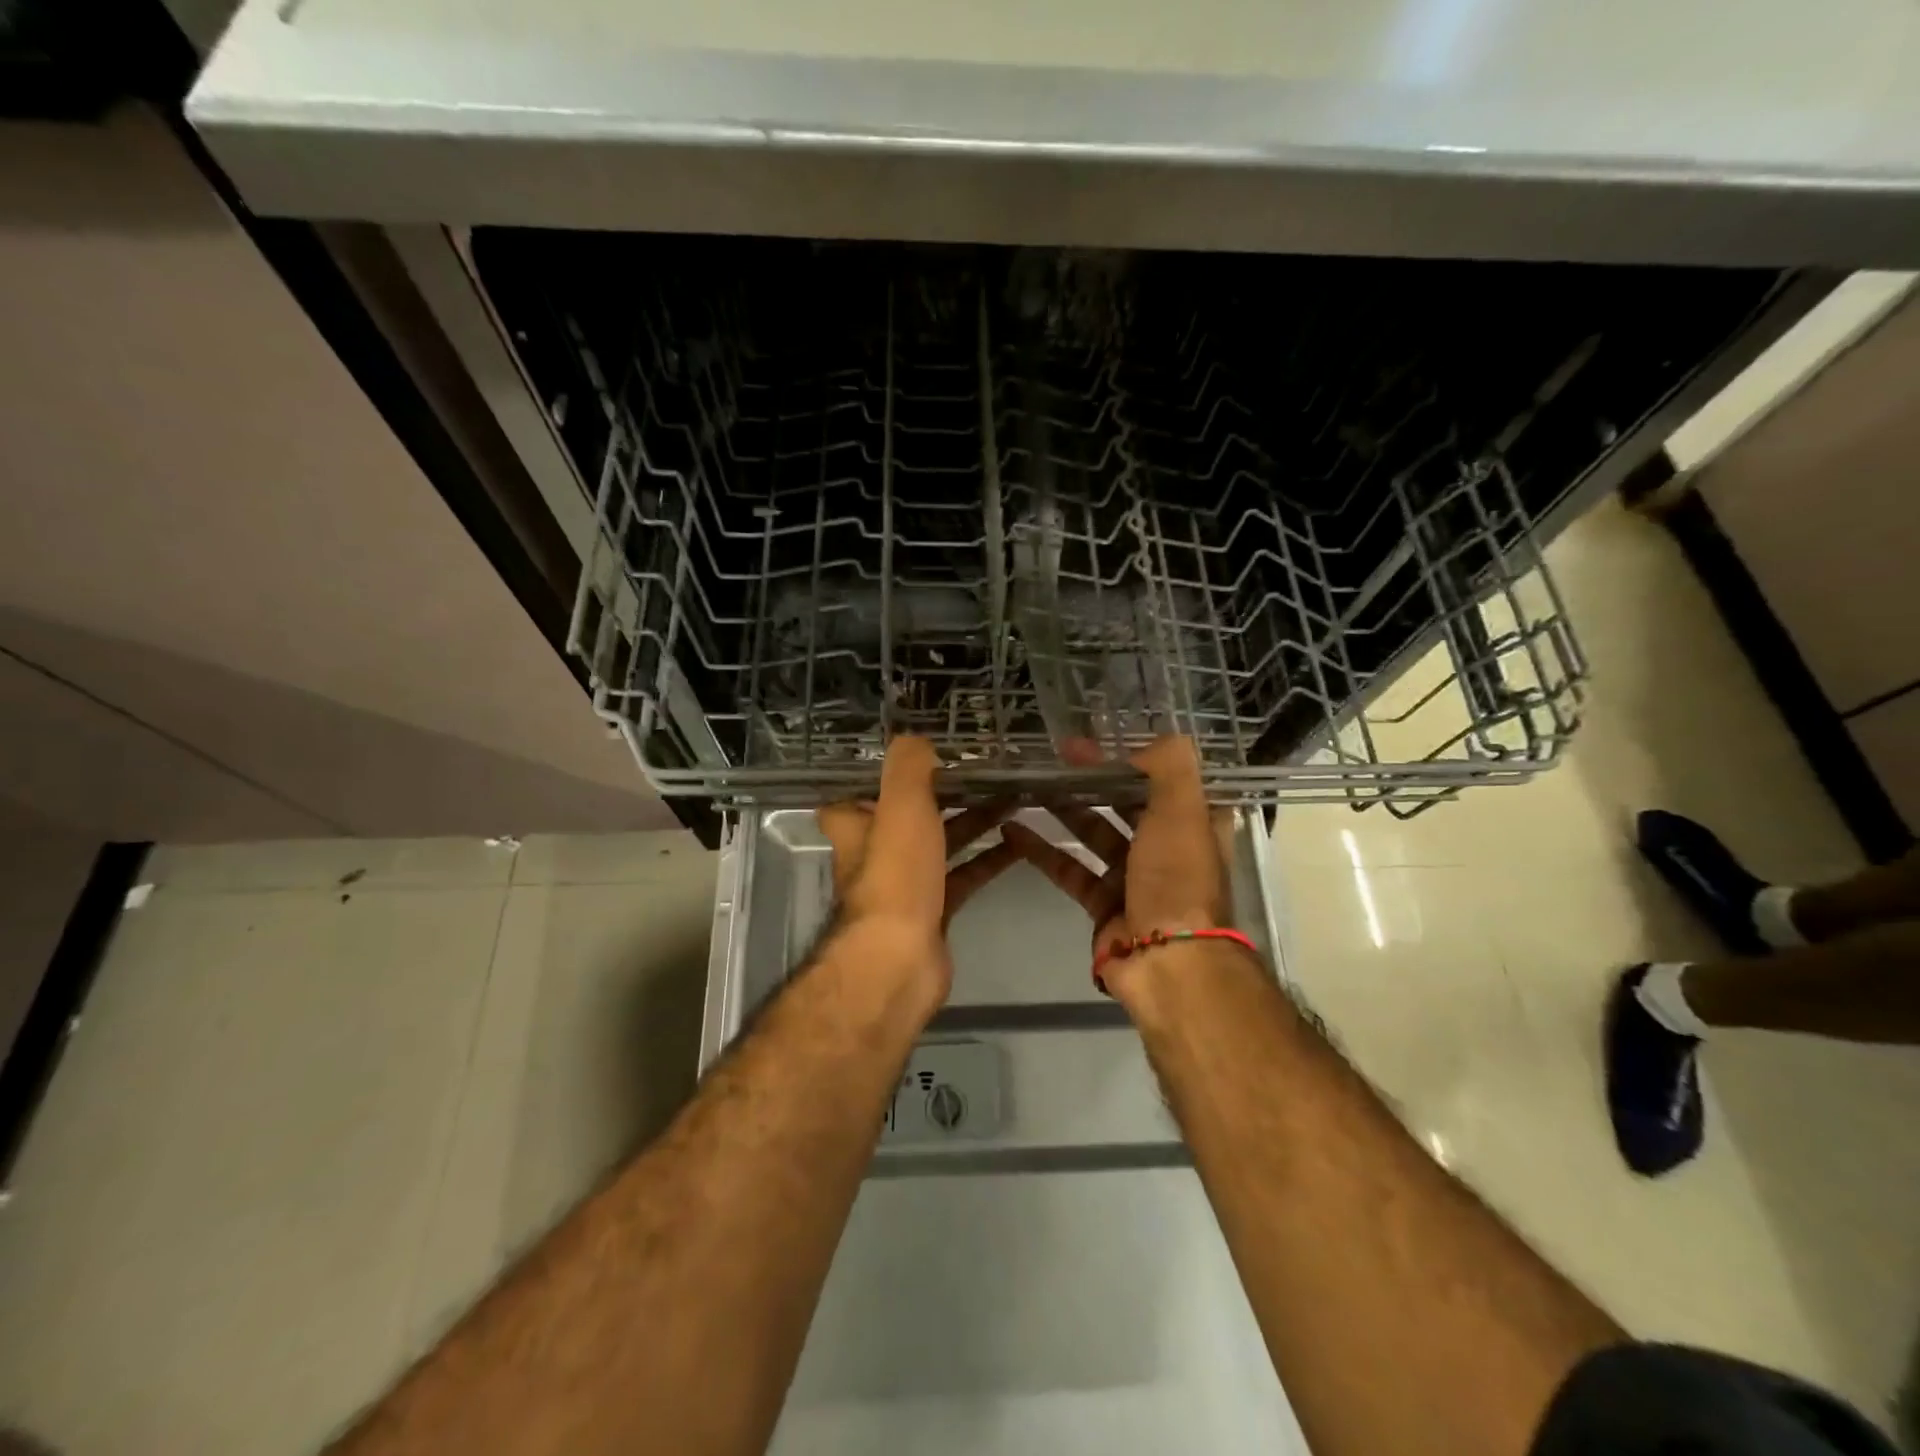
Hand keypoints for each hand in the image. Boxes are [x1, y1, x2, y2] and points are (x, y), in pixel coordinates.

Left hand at [816, 736, 1020, 1006]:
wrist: (900, 958)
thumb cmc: (895, 875)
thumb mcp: (901, 804)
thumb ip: (909, 765)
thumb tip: (918, 740)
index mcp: (857, 826)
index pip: (857, 793)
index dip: (882, 776)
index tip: (918, 758)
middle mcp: (875, 853)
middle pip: (909, 815)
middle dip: (944, 795)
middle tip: (983, 773)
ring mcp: (906, 885)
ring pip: (941, 843)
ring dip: (972, 822)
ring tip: (1011, 799)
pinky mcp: (934, 910)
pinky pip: (963, 875)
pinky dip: (987, 859)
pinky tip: (1018, 843)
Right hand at [1002, 736, 1236, 1000]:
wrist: (1168, 962)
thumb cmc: (1177, 878)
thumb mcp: (1183, 810)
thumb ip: (1168, 766)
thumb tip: (1141, 745)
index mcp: (1194, 824)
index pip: (1164, 780)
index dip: (1132, 758)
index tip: (1096, 741)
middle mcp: (1167, 848)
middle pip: (1125, 803)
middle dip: (1092, 779)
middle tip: (1055, 757)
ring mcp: (1134, 877)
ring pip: (1094, 833)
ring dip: (1065, 810)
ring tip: (1029, 785)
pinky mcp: (1103, 904)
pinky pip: (1069, 869)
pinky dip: (1043, 850)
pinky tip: (1012, 829)